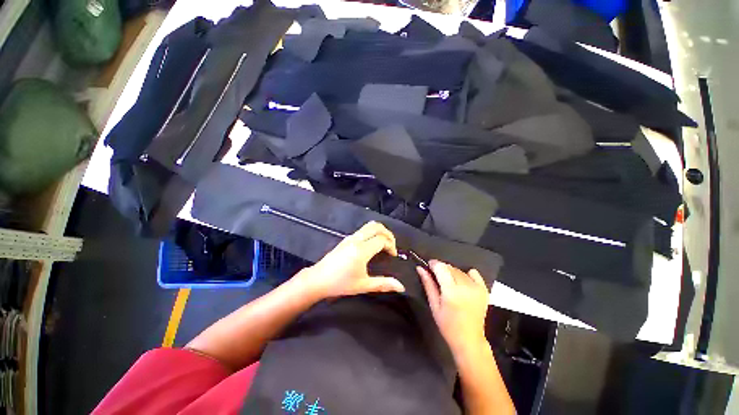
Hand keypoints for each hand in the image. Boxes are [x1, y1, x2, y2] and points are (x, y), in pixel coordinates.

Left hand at [296, 221, 405, 299]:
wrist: (318, 279)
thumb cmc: (340, 284)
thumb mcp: (363, 286)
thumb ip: (383, 284)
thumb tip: (401, 287)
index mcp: (361, 250)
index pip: (382, 240)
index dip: (391, 245)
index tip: (393, 255)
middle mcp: (356, 239)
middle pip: (376, 226)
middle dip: (388, 233)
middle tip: (392, 245)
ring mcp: (350, 237)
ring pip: (369, 225)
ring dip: (380, 231)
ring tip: (385, 244)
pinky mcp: (346, 238)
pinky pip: (363, 230)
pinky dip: (373, 232)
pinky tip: (373, 245)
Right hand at [417, 261, 489, 355]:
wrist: (469, 340)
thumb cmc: (448, 325)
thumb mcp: (434, 305)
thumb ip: (428, 284)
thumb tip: (420, 268)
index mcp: (451, 291)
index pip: (441, 267)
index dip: (433, 264)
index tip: (429, 266)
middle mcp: (465, 287)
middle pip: (450, 267)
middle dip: (441, 268)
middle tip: (437, 277)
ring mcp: (476, 288)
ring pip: (460, 270)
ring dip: (452, 272)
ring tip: (449, 283)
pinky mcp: (483, 290)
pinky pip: (474, 273)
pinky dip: (466, 274)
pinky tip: (462, 282)